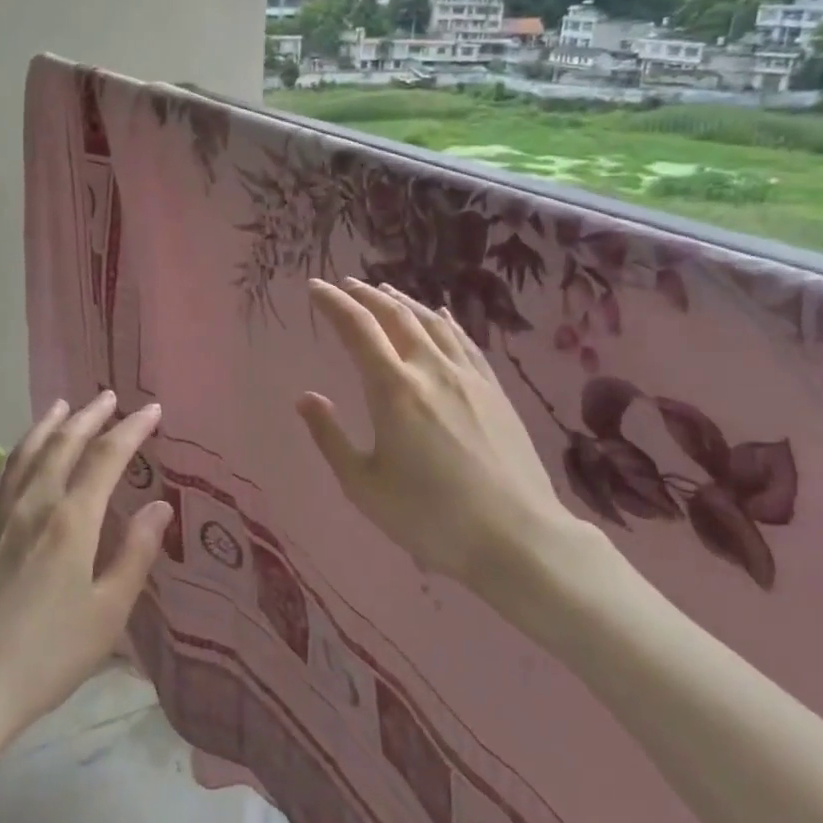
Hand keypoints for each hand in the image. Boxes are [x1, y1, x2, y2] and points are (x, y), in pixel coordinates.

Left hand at [0, 392, 172, 746]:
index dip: (132, 429)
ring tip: (64, 405)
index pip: (107, 457)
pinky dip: (16, 452)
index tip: (152, 410)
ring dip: (51, 424)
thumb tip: (159, 506)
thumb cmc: (45, 656)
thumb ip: (135, 554)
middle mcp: (34, 503)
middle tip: (110, 397)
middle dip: (91, 415)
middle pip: (65, 443)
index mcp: (72, 520)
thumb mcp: (107, 614)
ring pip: (28, 451)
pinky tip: (19, 452)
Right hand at [298, 279, 598, 584]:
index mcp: (393, 389)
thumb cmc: (429, 516)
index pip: (357, 328)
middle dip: (365, 295)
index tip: (314, 286)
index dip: (333, 303)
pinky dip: (444, 320)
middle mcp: (430, 369)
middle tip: (345, 284)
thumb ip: (330, 437)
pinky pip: (464, 340)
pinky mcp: (494, 389)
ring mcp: (467, 375)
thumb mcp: (363, 486)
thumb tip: (306, 397)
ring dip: (403, 301)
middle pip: (394, 315)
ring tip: (384, 291)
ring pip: (431, 321)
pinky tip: (440, 315)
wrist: (516, 537)